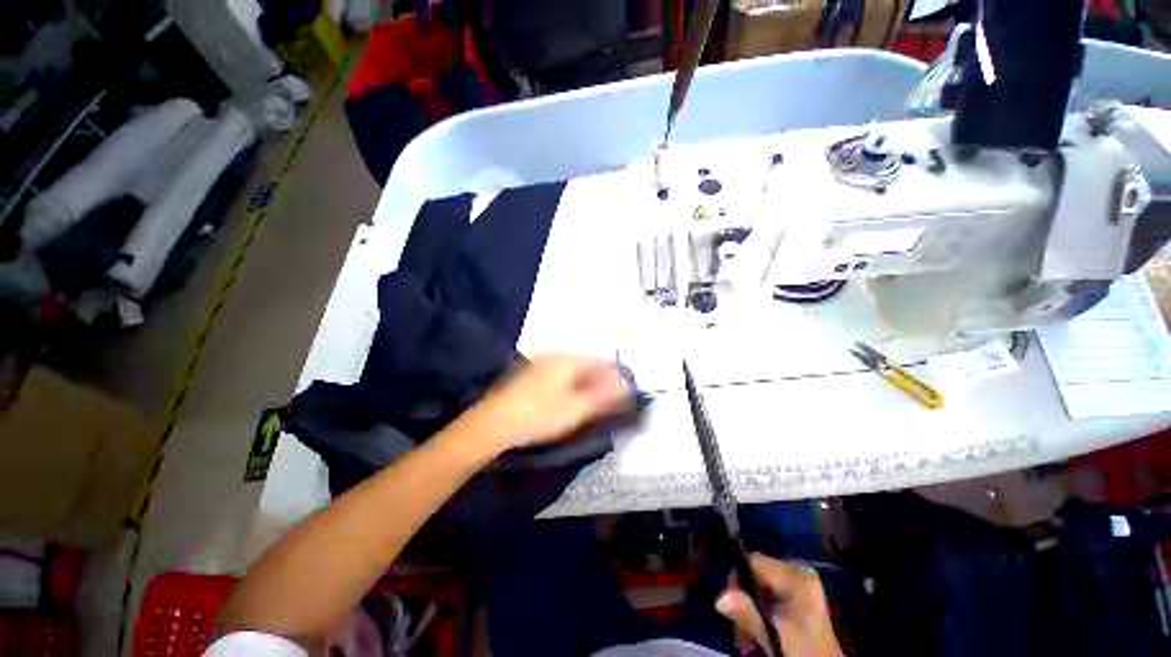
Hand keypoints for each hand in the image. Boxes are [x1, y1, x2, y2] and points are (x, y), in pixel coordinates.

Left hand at [473, 354, 633, 449]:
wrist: (494, 422)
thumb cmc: (539, 415)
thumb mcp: (576, 409)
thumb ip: (604, 396)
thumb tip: (626, 385)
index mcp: (569, 359)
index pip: (602, 360)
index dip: (615, 375)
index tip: (622, 393)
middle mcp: (556, 354)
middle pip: (587, 362)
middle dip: (600, 378)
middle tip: (605, 401)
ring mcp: (541, 361)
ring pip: (573, 367)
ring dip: (585, 381)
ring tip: (588, 402)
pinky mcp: (531, 372)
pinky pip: (559, 372)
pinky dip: (569, 383)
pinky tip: (567, 398)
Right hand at [715, 554, 843, 656]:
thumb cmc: (804, 651)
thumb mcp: (776, 635)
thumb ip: (750, 615)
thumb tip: (719, 598)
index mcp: (798, 576)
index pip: (755, 561)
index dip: (738, 578)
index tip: (729, 602)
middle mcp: (798, 571)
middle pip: (756, 571)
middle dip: (743, 596)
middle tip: (738, 624)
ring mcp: (798, 582)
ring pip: (759, 582)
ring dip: (749, 605)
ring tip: (746, 632)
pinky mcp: (796, 593)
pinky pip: (767, 591)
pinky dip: (758, 608)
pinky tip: (758, 627)